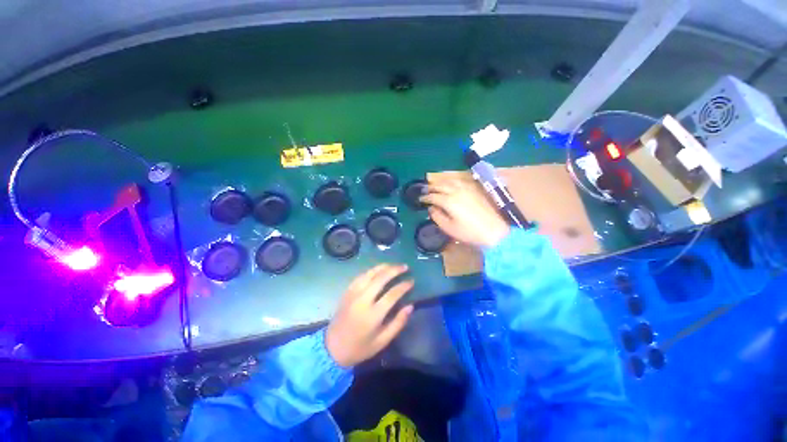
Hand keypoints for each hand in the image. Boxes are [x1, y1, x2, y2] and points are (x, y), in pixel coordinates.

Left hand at [325, 264, 413, 367]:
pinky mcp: (347, 291)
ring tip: (394, 265)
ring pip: (370, 273)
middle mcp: (363, 300)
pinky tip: (378, 269)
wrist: (332, 347)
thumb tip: (410, 306)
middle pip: (381, 278)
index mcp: (373, 315)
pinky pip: (361, 276)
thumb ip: (398, 323)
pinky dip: (371, 270)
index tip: (412, 281)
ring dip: (383, 267)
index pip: (392, 294)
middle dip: (395, 270)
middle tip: (405, 267)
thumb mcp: (382, 341)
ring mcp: (353, 294)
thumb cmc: (360, 347)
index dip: (404, 286)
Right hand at [420, 178, 509, 247]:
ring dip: (441, 182)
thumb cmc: (469, 233)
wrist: (494, 232)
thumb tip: (431, 208)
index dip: (425, 197)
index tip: (420, 199)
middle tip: (425, 190)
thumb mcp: (449, 228)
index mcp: (449, 201)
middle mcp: (457, 191)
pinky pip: (460, 181)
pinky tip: (450, 184)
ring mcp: (467, 189)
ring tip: (436, 185)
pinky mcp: (475, 189)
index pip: (433, 196)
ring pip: (450, 181)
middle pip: (440, 185)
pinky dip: (451, 181)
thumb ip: (437, 216)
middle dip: (431, 187)